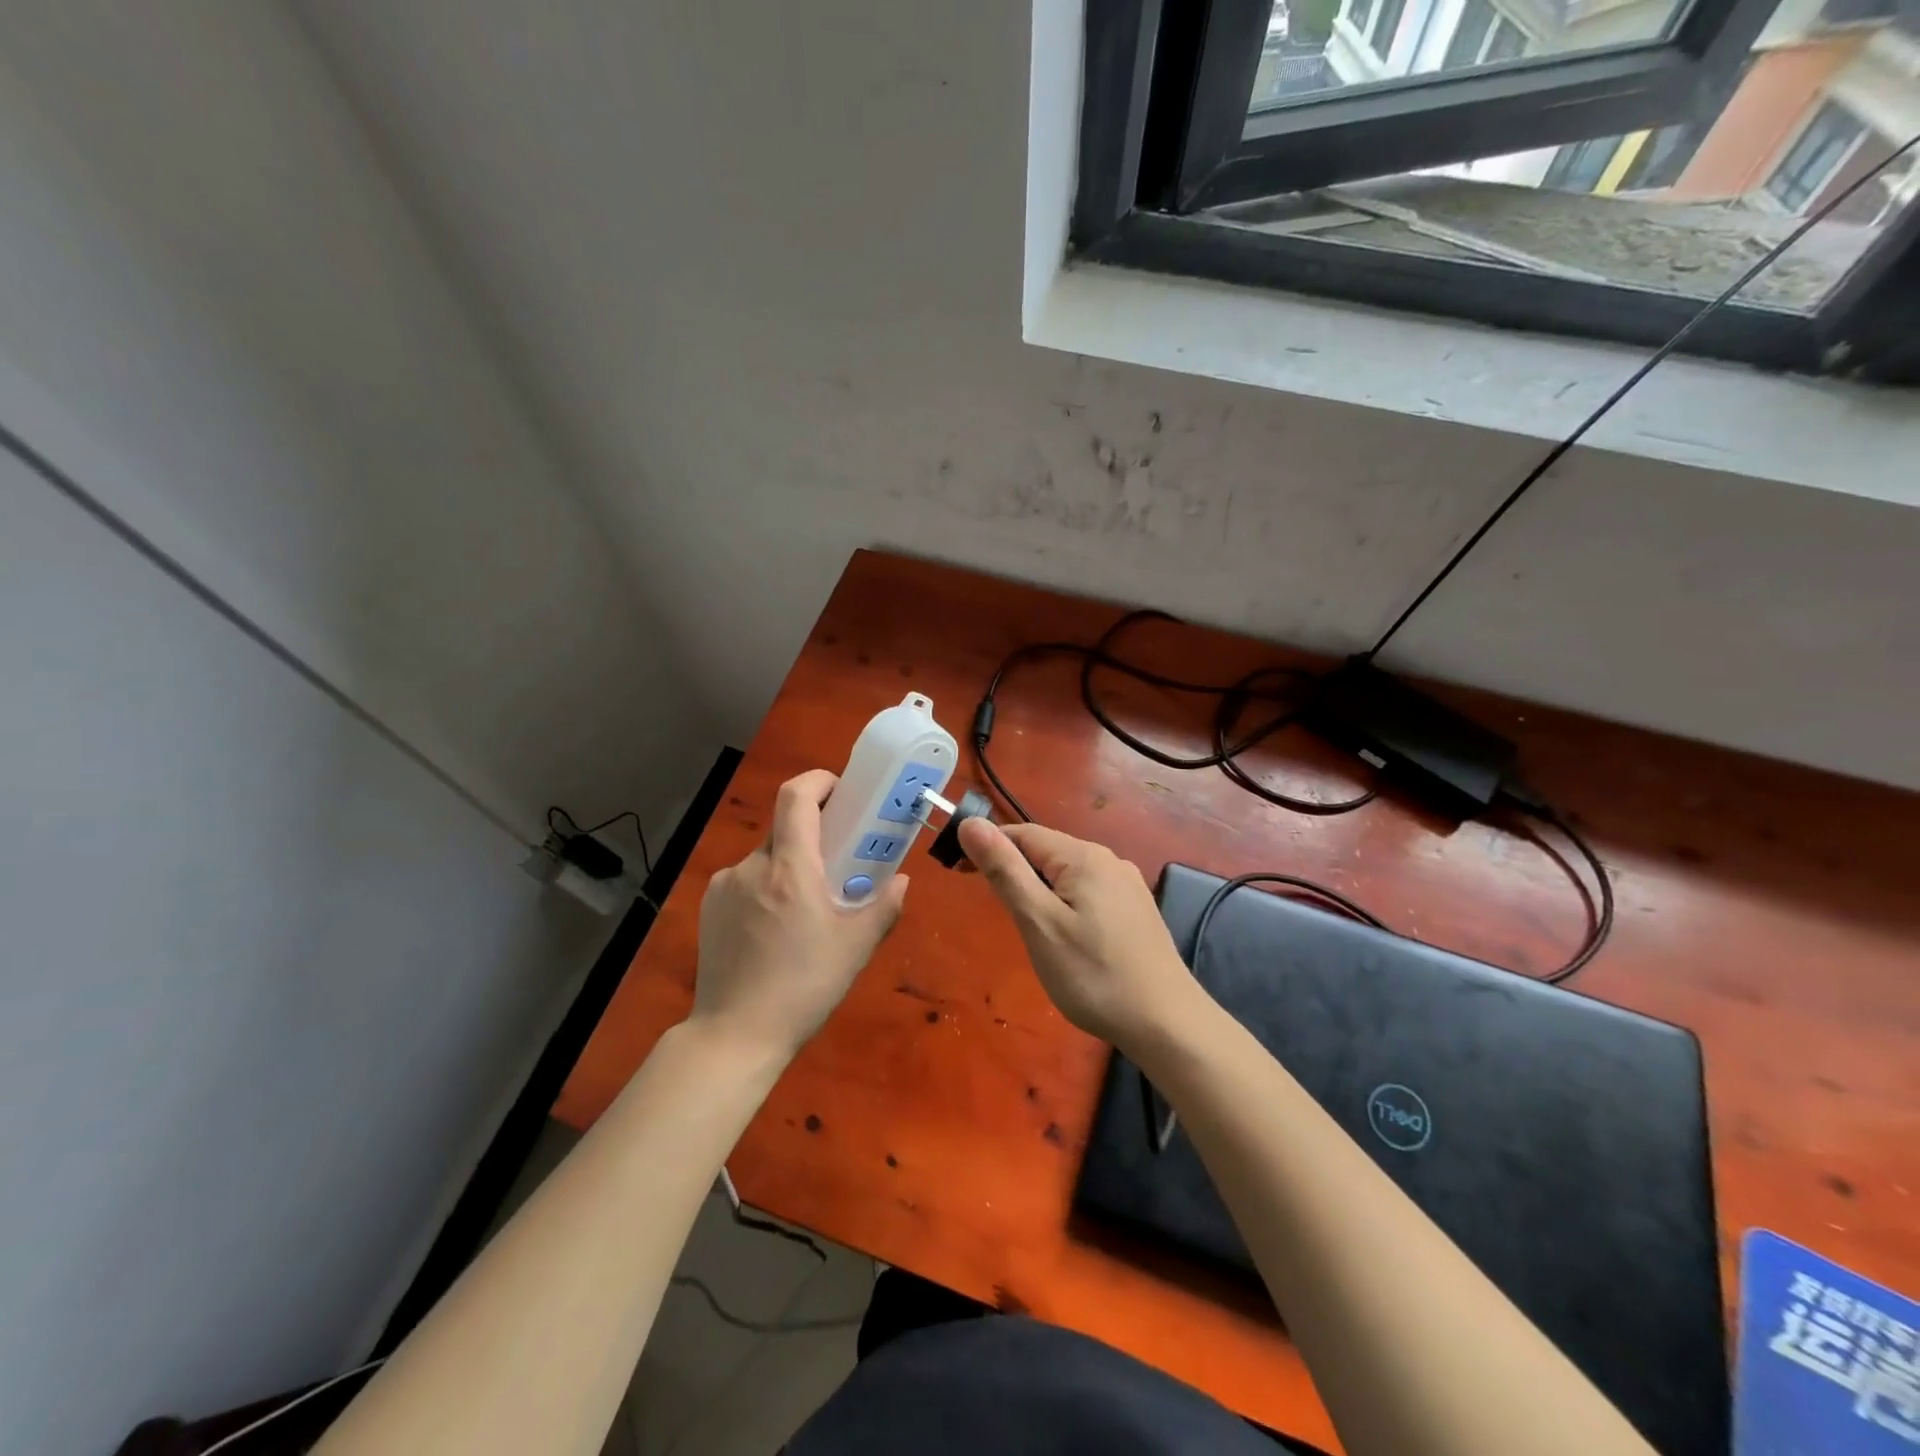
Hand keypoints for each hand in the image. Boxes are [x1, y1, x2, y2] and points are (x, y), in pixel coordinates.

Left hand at [691, 770, 908, 1061]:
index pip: (796, 796)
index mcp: (790, 868)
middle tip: (837, 864)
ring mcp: (724, 885)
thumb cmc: (803, 987)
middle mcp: (751, 866)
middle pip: (785, 828)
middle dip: (813, 836)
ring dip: (789, 867)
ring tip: (805, 908)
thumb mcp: (855, 949)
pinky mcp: (709, 907)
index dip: (819, 781)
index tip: (842, 792)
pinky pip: (744, 880)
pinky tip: (773, 928)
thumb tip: (901, 881)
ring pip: (765, 858)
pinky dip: (764, 887)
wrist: (735, 1035)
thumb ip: (884, 907)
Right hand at [957, 817, 1202, 1050]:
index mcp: (1082, 856)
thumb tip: (970, 824)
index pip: (1022, 834)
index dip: (987, 847)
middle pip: (1045, 851)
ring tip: (1025, 927)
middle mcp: (1108, 859)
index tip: (959, 874)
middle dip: (1013, 870)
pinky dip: (1063, 902)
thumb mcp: (1038, 922)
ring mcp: (1126, 884)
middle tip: (994, 912)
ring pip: (1066, 873)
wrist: (1166, 1023)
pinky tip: (1064, 936)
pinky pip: (1087, 891)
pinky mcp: (1135, 909)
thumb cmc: (1093, 975)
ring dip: (1037, 888)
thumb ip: (1004, 870)